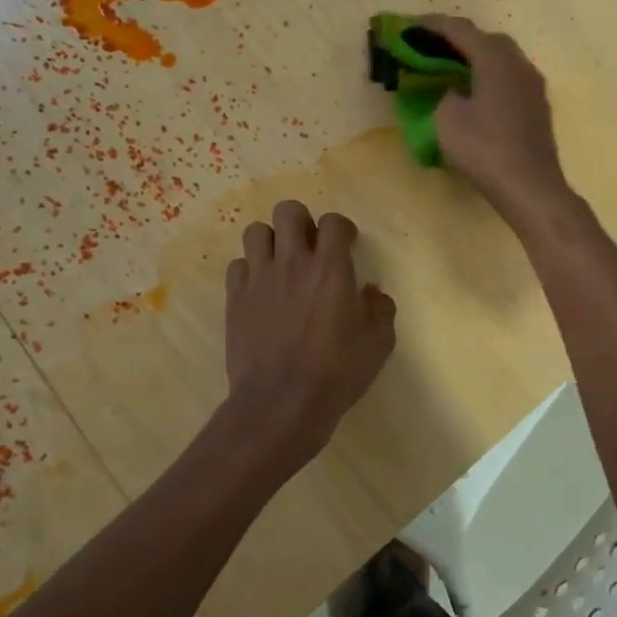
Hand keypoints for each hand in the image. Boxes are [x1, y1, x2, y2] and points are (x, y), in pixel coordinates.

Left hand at [223, 200, 396, 469]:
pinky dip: (250, 270)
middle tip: (310, 247)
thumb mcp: (378, 344)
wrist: (280, 404)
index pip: (333, 222)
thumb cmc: (336, 373)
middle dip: (301, 222)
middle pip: (288, 211)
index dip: (342, 228)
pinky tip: (261, 290)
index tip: (347, 246)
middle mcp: (293, 263)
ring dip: (271, 241)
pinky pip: (237, 266)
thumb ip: (381, 310)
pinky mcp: (235, 299)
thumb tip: (371, 293)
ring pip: (255, 231)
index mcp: (331, 268)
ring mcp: (259, 279)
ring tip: (281, 262)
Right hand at [418, 16, 574, 228]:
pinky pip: (509, 78)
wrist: (530, 186)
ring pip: (502, 58)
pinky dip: (489, 76)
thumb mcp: (447, 119)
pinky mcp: (538, 105)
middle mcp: (519, 63)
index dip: (431, 25)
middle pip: (486, 38)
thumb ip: (445, 94)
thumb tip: (455, 91)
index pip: (460, 29)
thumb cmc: (485, 149)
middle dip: (458, 38)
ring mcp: (533, 85)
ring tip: (451, 68)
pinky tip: (476, 92)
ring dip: (476, 57)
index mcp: (495, 59)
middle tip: (431, 46)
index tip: (408, 25)